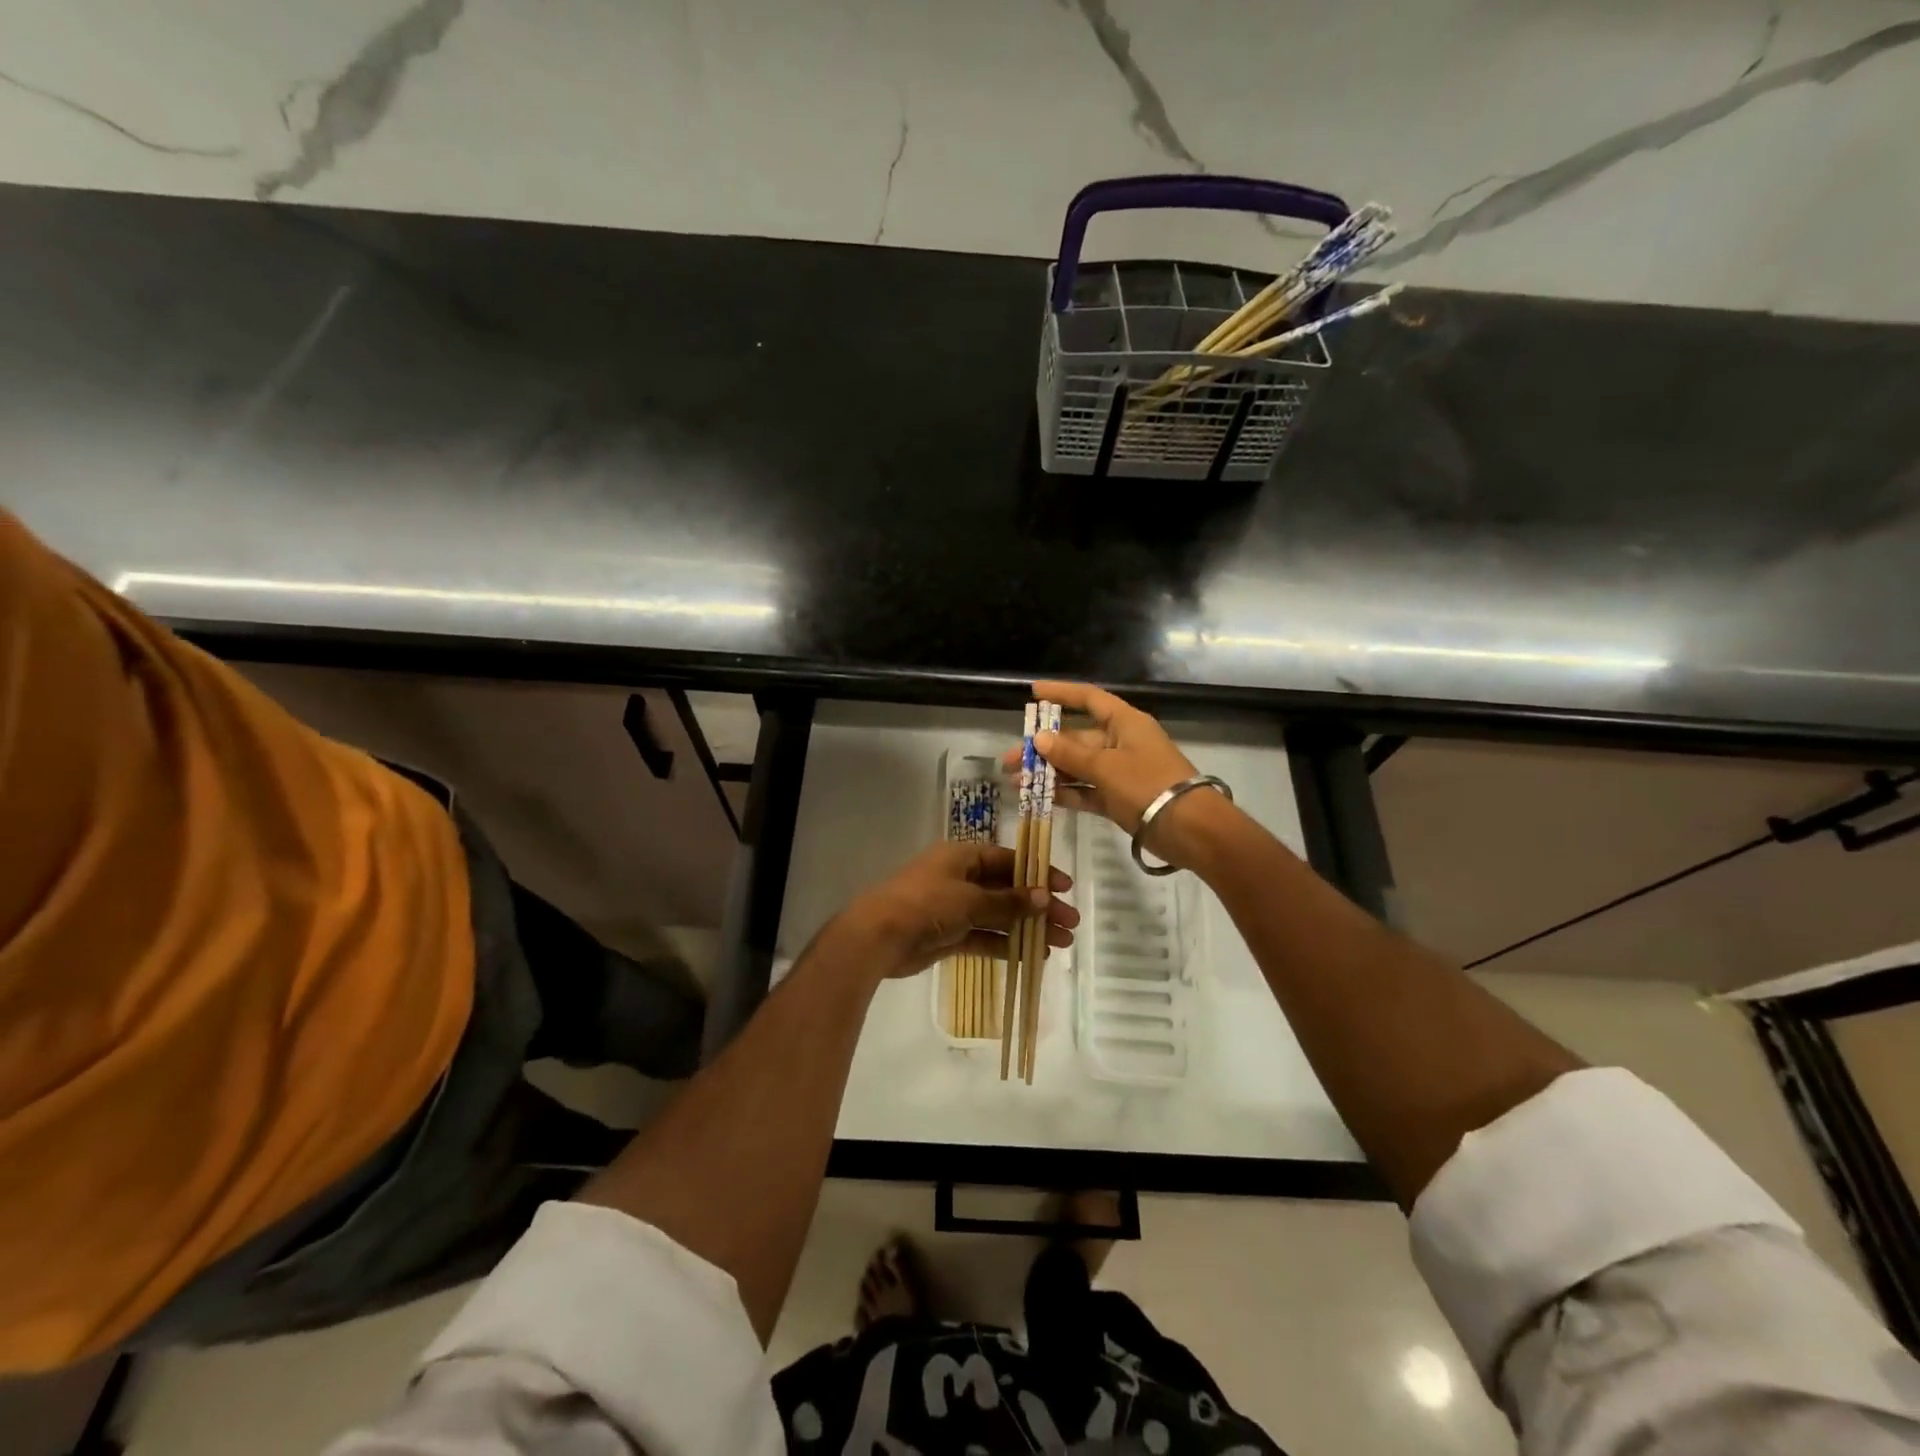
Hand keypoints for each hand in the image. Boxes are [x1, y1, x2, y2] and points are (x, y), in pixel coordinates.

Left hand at [839, 840, 1076, 979]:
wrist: (878, 936)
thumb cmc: (926, 904)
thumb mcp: (970, 899)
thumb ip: (1007, 902)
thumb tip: (1043, 897)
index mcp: (962, 857)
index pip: (1008, 860)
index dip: (1037, 873)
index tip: (1065, 888)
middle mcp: (960, 878)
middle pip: (1007, 890)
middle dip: (1038, 905)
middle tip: (1070, 922)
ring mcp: (954, 908)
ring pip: (999, 916)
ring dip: (1027, 927)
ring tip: (1061, 942)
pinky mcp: (949, 935)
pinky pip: (985, 937)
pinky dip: (1006, 945)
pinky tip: (1032, 955)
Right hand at [1002, 680, 1233, 869]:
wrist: (1190, 829)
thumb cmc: (1148, 785)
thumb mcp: (1106, 766)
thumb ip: (1070, 753)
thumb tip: (1039, 739)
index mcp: (1124, 723)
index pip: (1089, 699)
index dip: (1061, 694)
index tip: (1033, 693)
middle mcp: (1120, 743)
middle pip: (1076, 738)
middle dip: (1042, 749)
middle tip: (1009, 760)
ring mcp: (1119, 772)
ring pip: (1077, 766)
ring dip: (1048, 773)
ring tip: (1016, 782)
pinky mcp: (1118, 799)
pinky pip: (1086, 790)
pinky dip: (1065, 793)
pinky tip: (1040, 797)